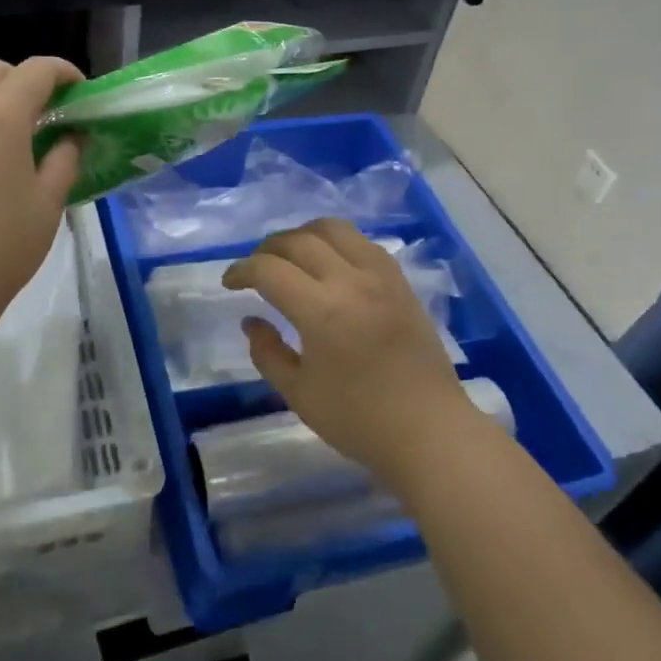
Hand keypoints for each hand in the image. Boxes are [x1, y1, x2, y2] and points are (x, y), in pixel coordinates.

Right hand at [223, 218, 475, 492]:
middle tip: (255, 269)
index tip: (229, 283)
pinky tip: (329, 263)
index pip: (269, 269)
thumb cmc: (360, 420)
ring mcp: (381, 277)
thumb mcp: (299, 394)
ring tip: (290, 256)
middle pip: (298, 240)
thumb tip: (251, 321)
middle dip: (267, 249)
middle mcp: (351, 281)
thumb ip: (268, 353)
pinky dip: (336, 242)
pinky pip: (363, 243)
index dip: (241, 270)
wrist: (430, 431)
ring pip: (334, 229)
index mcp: (322, 311)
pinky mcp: (401, 282)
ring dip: (303, 234)